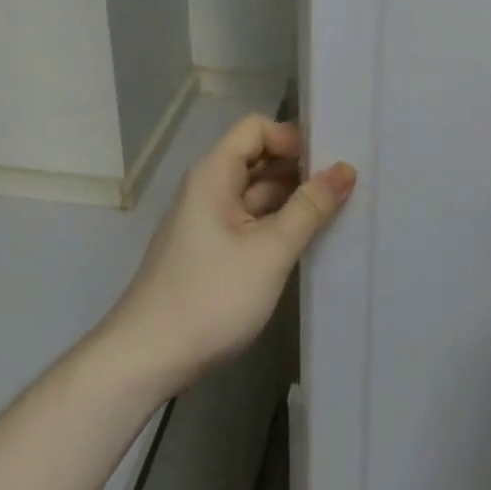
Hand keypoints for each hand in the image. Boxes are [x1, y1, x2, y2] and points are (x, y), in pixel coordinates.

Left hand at [105, 114, 355, 394]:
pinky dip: (276, 224)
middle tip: (345, 184)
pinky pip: (249, 222)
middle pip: (258, 159)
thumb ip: (310, 208)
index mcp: (214, 174)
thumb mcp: (269, 250)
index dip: (292, 137)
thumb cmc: (209, 296)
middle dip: (299, 168)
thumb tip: (346, 168)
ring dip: (291, 199)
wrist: (144, 360)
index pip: (256, 129)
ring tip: (336, 210)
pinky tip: (305, 241)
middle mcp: (208, 189)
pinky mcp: (209, 252)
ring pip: (256, 194)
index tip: (328, 160)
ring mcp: (207, 222)